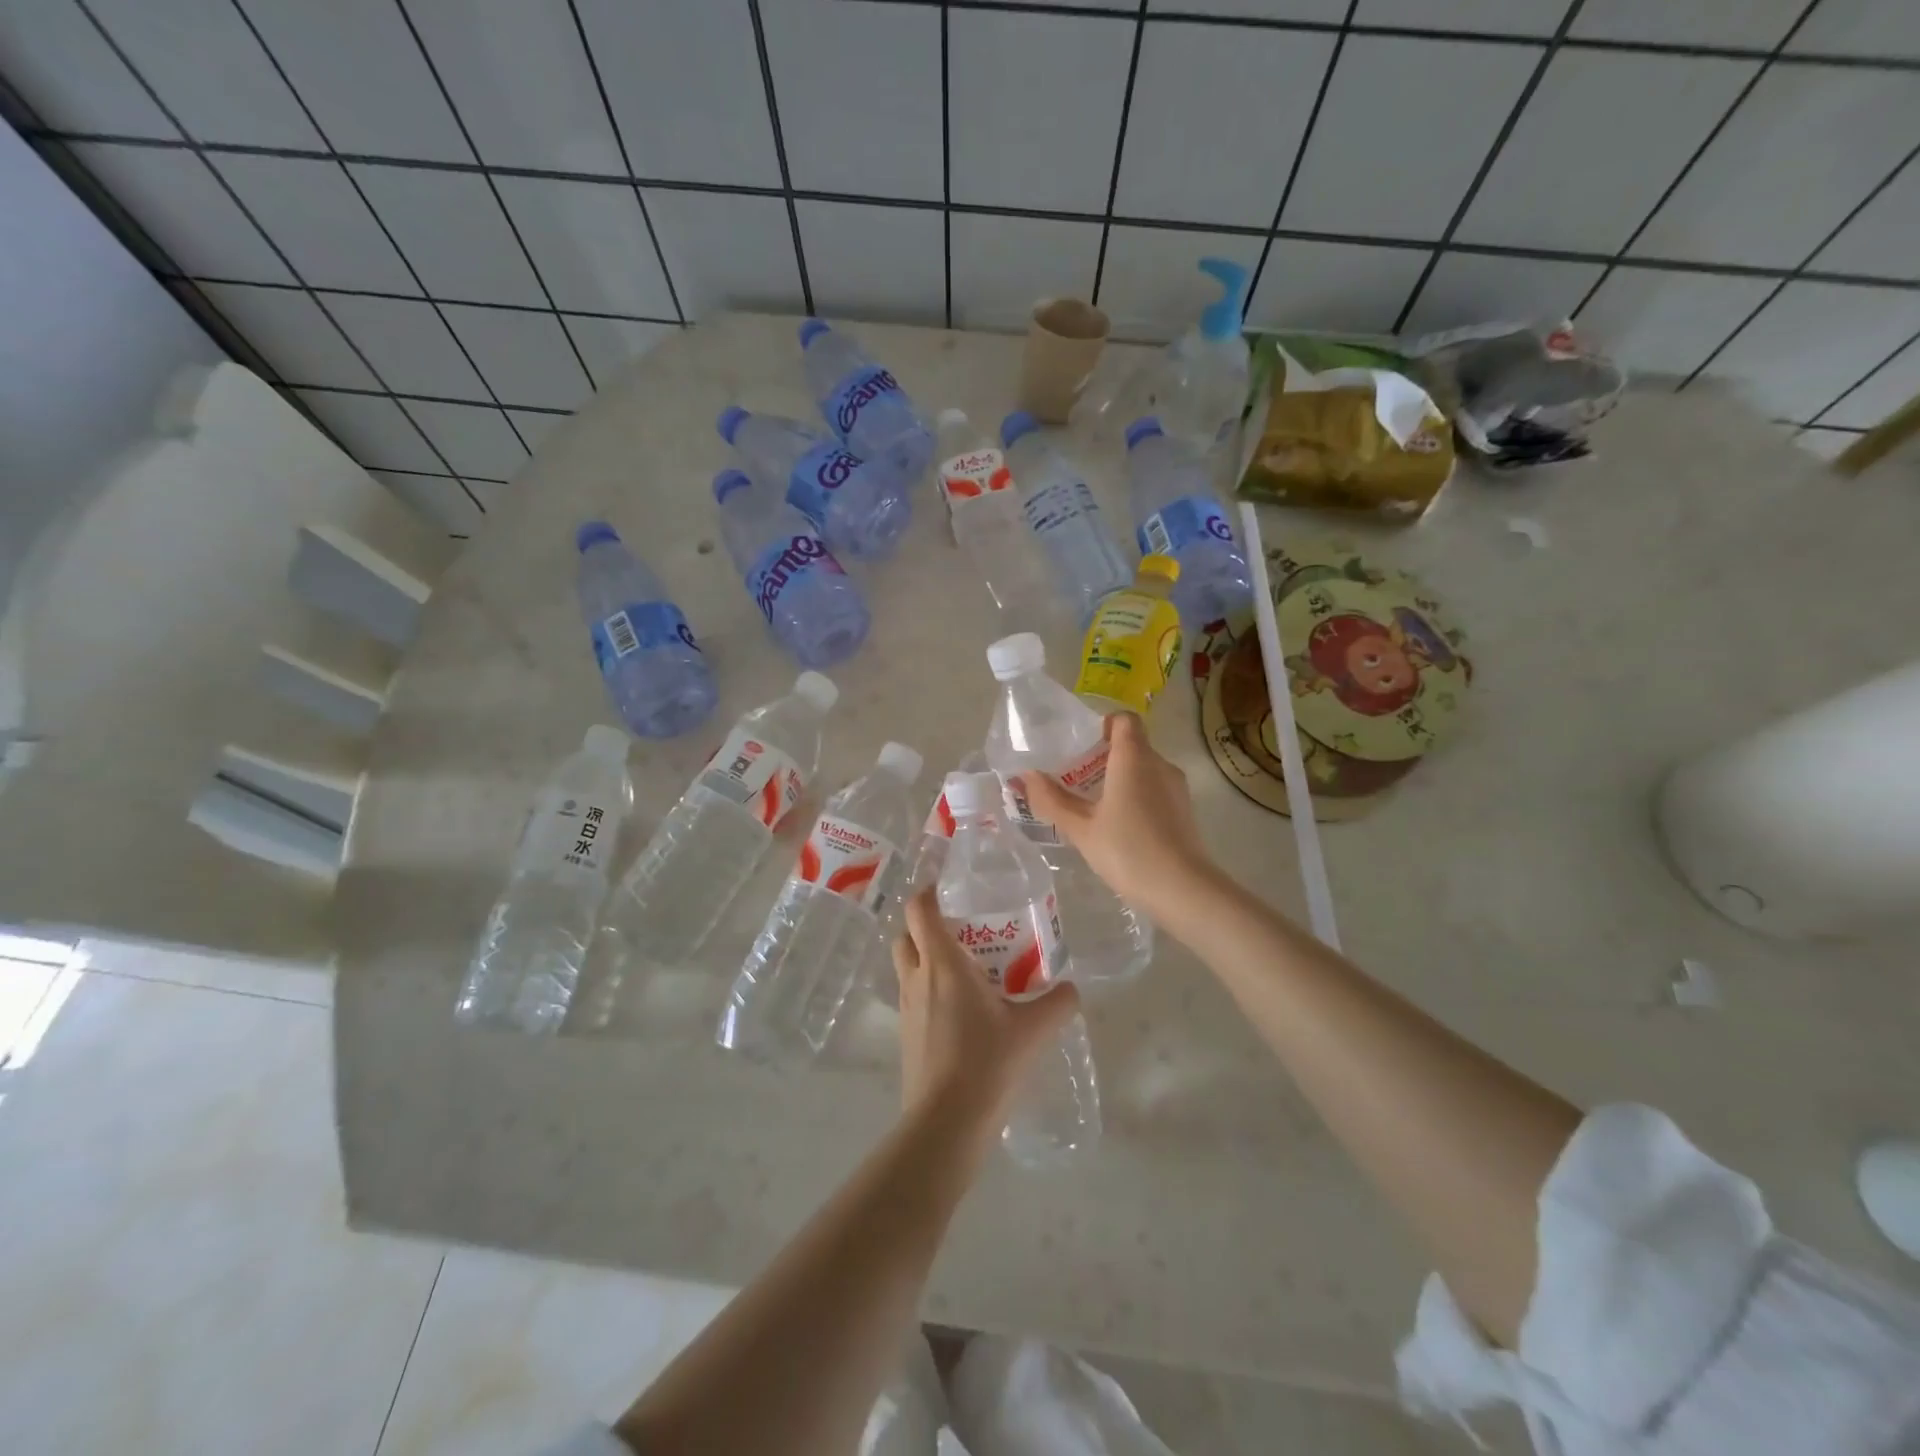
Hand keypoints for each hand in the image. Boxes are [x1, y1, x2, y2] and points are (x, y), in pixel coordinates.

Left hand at [892, 886, 1080, 1141]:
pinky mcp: (906, 1034)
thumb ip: (1056, 1004)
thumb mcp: (1031, 1031)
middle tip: (959, 930)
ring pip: (906, 966)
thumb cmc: (986, 1063)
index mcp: (942, 963)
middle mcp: (917, 978)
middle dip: (924, 926)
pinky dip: (927, 989)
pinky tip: (959, 1009)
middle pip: (906, 935)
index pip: (919, 910)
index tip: (948, 889)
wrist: (946, 1121)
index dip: (928, 893)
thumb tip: (1072, 989)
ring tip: (963, 968)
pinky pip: (912, 996)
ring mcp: (906, 1007)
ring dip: (924, 958)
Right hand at [1016, 713, 1217, 928]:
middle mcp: (1159, 764)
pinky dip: (1137, 797)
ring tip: (1094, 807)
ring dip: (1121, 779)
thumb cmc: (1127, 850)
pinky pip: (1156, 790)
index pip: (1124, 720)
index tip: (1083, 747)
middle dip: (1105, 757)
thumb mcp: (1081, 828)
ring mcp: (1177, 788)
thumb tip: (1025, 776)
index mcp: (1134, 757)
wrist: (1182, 889)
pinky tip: (1120, 827)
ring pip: (1145, 769)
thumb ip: (1051, 799)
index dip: (1104, 725)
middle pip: (1133, 745)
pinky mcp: (1185, 811)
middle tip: (1077, 781)